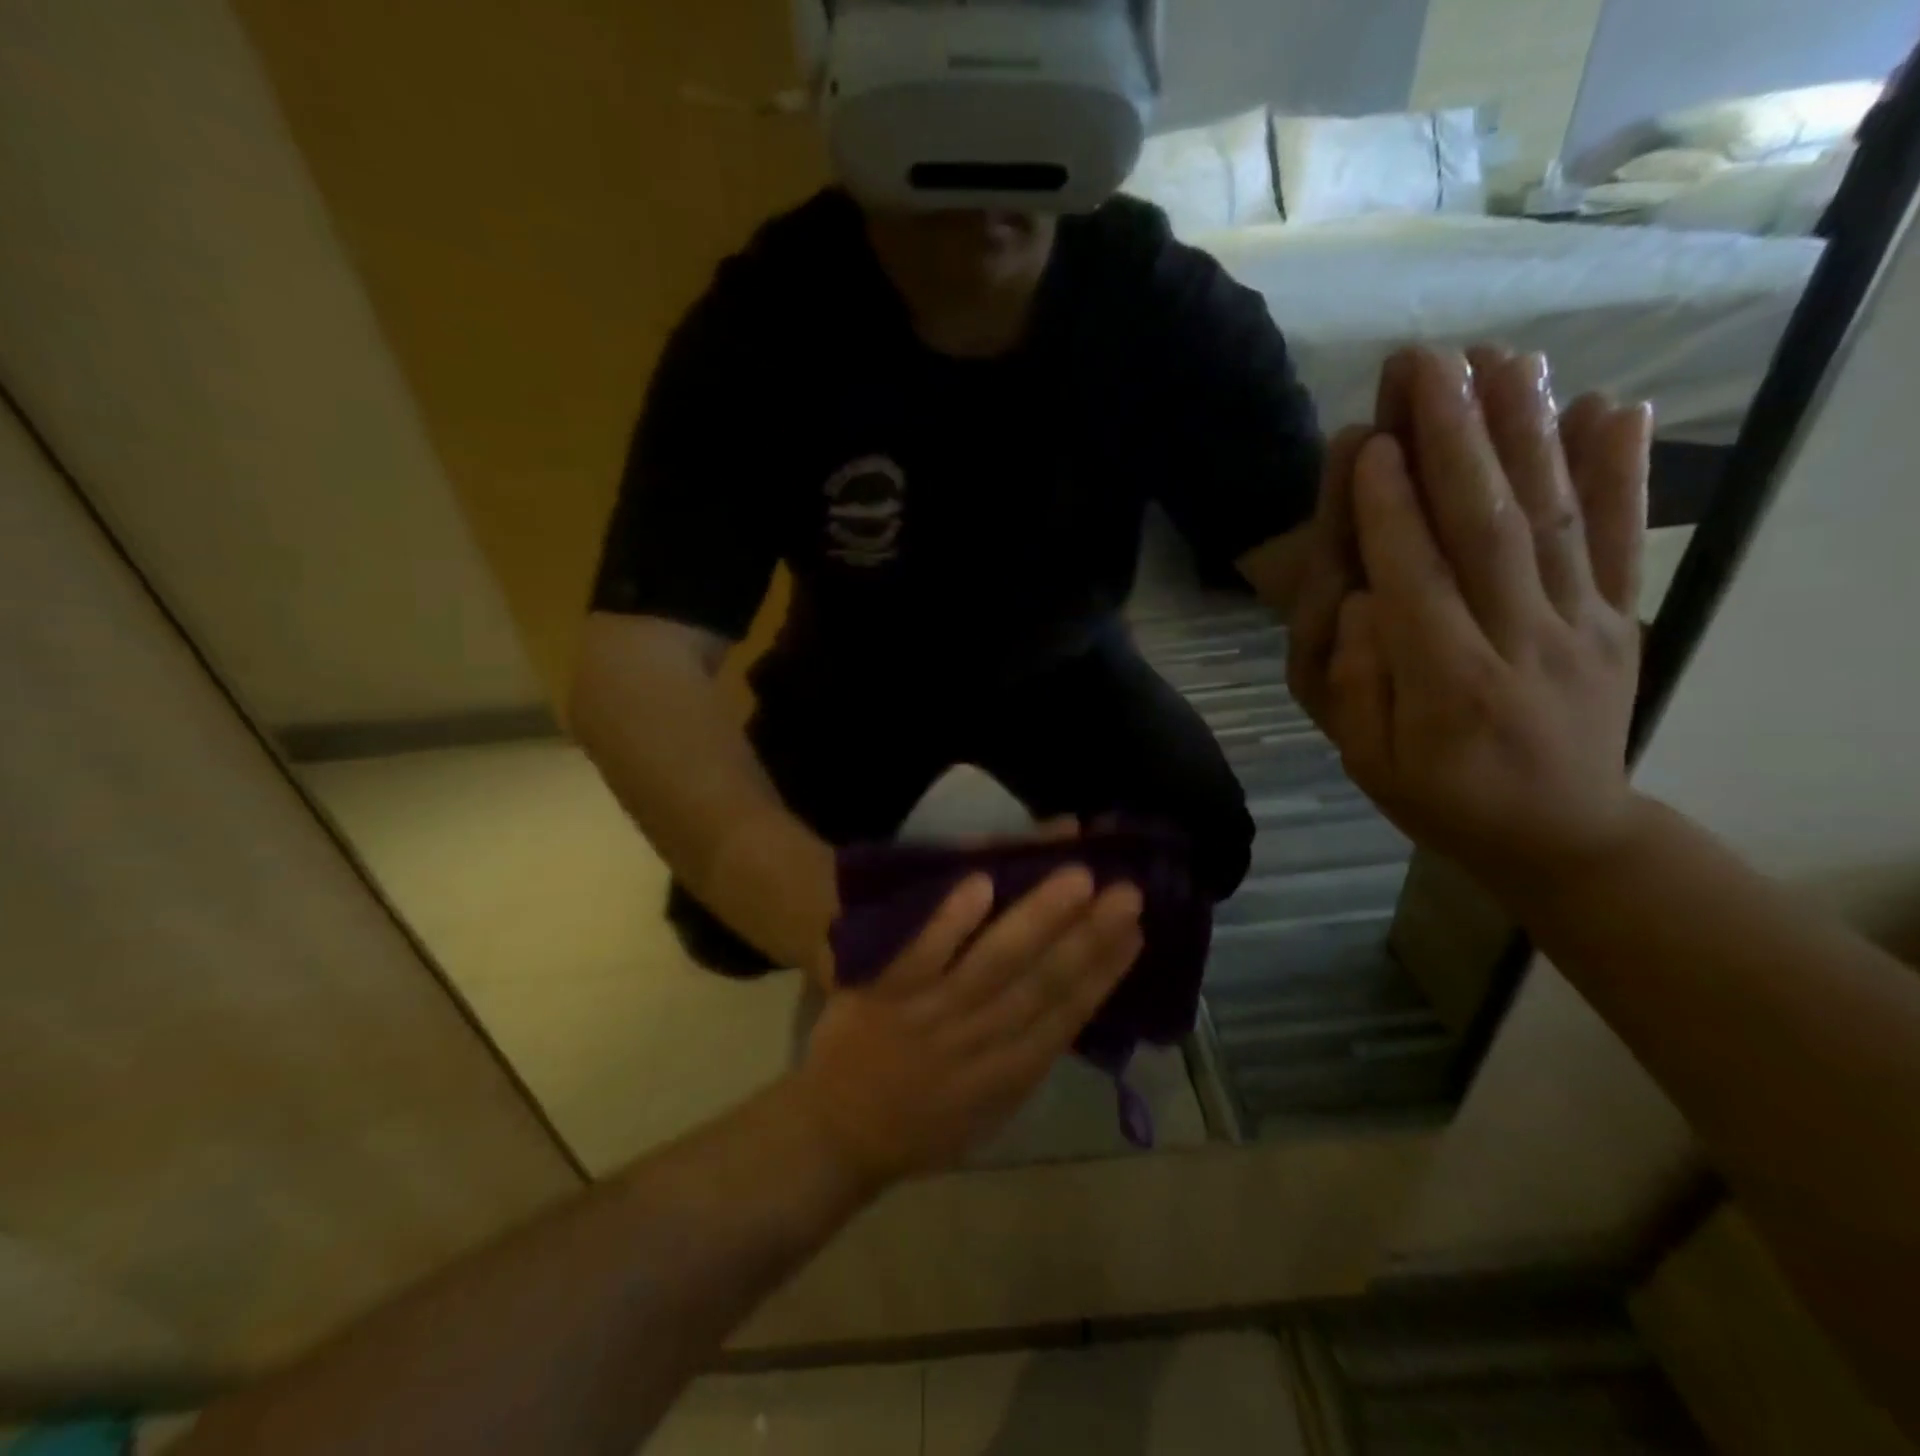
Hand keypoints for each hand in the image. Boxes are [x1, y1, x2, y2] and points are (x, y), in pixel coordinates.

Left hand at [792, 867, 1143, 1185]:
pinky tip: (982, 882)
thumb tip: (1068, 1006)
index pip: (1068, 1014)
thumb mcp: (988, 1112)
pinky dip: (952, 921)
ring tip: (1078, 877)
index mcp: (1008, 1073)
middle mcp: (980, 1040)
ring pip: (995, 962)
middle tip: (1128, 891)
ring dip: (1038, 918)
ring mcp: (933, 1014)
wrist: (835, 1137)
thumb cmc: (918, 1128)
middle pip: (1044, 982)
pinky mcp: (887, 993)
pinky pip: (923, 953)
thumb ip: (1025, 1059)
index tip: (1137, 931)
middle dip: (1090, 937)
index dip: (1106, 972)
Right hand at [1297, 345, 1654, 893]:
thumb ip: (1359, 687)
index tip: (1370, 439)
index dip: (1390, 510)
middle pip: (1487, 529)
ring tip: (1502, 361)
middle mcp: (1521, 643)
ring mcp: (1582, 627)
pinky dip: (1623, 472)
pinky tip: (1610, 407)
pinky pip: (1625, 541)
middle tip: (1427, 365)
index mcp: (1448, 687)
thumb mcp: (1368, 763)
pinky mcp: (1623, 619)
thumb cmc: (1439, 798)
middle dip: (1454, 441)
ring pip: (1554, 519)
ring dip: (1526, 433)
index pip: (1414, 582)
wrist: (1563, 836)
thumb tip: (1363, 602)